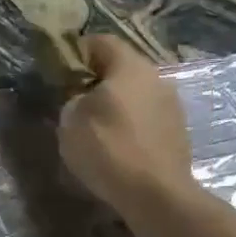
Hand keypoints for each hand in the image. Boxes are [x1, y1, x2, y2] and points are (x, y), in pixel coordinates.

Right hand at [58, 36, 196, 218]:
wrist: (156, 194)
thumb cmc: (108, 148)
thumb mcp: (70, 119)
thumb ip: (72, 99)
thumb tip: (81, 98)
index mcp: (130, 66)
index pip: (101, 41)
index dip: (76, 51)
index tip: (58, 70)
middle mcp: (156, 78)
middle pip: (121, 68)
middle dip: (96, 80)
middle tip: (72, 100)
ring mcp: (172, 106)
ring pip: (135, 94)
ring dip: (115, 104)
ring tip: (94, 126)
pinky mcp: (177, 133)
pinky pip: (146, 118)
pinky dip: (129, 125)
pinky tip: (116, 146)